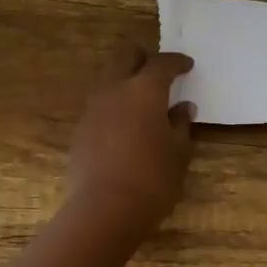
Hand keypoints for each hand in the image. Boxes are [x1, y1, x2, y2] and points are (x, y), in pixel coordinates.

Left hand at [66, 47, 196, 232]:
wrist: (104, 210)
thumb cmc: (152, 179)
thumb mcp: (178, 153)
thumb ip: (181, 125)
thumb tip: (182, 108)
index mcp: (144, 90)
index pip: (162, 63)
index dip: (176, 62)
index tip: (187, 65)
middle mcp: (115, 89)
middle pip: (125, 56)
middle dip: (142, 57)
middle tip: (158, 70)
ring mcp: (93, 108)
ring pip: (108, 78)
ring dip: (125, 80)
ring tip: (141, 99)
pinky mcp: (80, 129)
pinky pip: (99, 104)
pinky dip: (113, 104)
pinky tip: (124, 124)